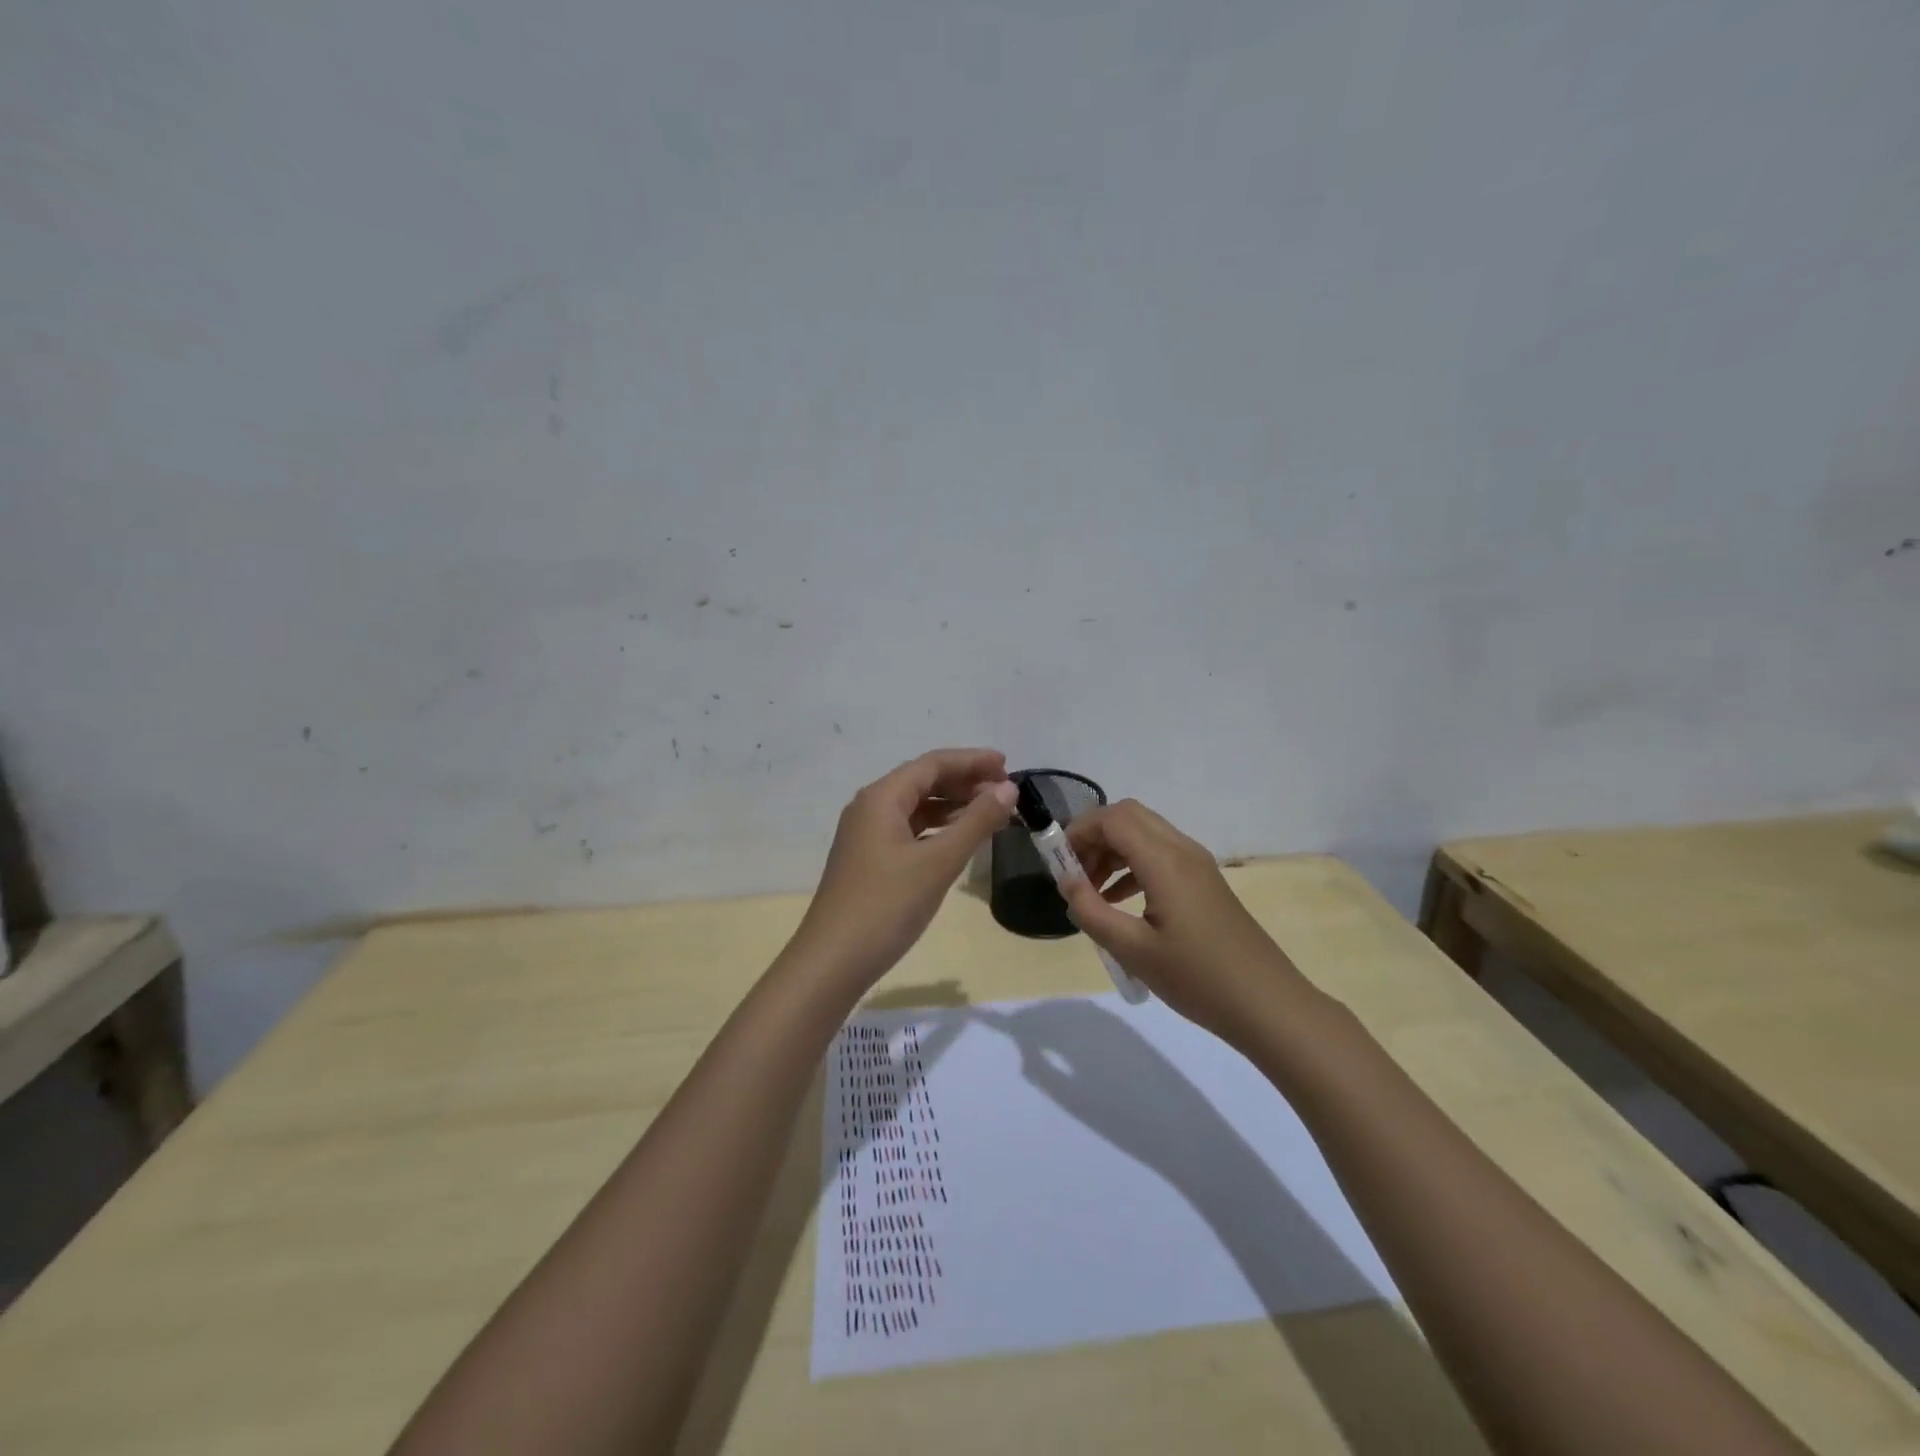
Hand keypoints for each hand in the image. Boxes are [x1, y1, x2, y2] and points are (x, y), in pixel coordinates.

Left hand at [790, 748, 1017, 988]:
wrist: (833, 961)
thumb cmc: (887, 905)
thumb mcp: (939, 862)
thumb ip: (976, 822)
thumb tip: (1007, 788)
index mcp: (882, 797)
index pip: (933, 764)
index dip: (972, 761)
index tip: (1008, 766)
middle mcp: (871, 808)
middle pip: (924, 781)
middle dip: (965, 783)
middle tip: (1005, 793)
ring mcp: (867, 836)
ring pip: (917, 808)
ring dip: (954, 807)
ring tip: (991, 815)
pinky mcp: (870, 861)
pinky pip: (910, 831)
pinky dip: (938, 830)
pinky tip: (960, 841)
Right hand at [1059, 800, 1312, 1045]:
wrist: (1267, 1004)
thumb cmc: (1197, 978)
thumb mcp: (1133, 950)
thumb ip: (1091, 911)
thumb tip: (1066, 882)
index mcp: (1164, 861)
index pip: (1113, 818)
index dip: (1078, 831)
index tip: (1057, 863)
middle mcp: (1182, 850)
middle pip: (1128, 816)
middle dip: (1094, 835)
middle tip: (1073, 872)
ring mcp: (1197, 864)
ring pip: (1144, 833)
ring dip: (1112, 850)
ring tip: (1091, 891)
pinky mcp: (1204, 881)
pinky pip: (1160, 854)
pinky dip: (1132, 864)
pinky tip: (1119, 901)